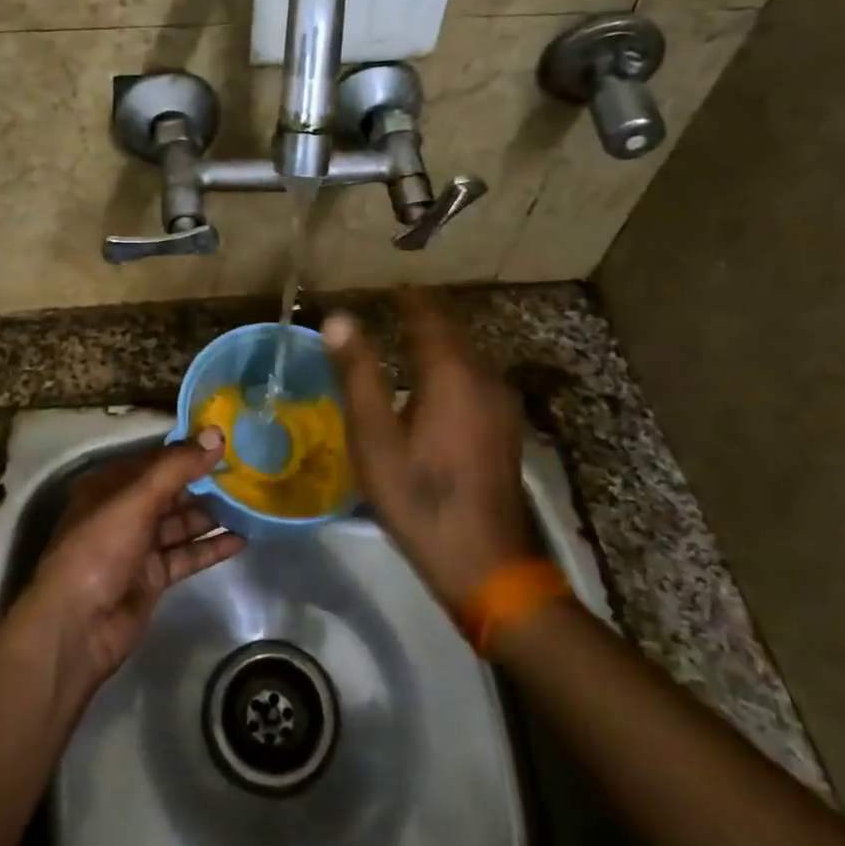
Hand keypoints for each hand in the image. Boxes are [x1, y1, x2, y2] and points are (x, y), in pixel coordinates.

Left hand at [21, 430, 244, 687]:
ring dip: (212, 514)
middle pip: (171, 491)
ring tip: (251, 501)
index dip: (190, 450)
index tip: (228, 441)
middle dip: (206, 482)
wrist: (76, 627)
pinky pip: (186, 555)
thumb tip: (217, 435)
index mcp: (110, 485)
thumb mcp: (136, 499)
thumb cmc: (99, 549)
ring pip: (181, 523)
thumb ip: (178, 467)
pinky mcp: (153, 577)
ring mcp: (138, 546)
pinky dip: (211, 547)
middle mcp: (123, 511)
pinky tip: (242, 539)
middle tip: (249, 471)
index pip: (156, 459)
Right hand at [323, 290, 537, 608]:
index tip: (385, 285)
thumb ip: (357, 373)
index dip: (407, 297)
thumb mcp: (374, 437)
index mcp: (450, 372)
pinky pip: (476, 374)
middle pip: (453, 328)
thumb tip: (339, 318)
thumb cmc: (419, 496)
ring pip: (467, 351)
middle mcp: (483, 375)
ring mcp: (501, 401)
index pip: (428, 314)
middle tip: (392, 304)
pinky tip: (434, 379)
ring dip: (439, 338)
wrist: (485, 560)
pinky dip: (452, 362)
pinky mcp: (505, 424)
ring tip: (407, 334)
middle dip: (424, 312)